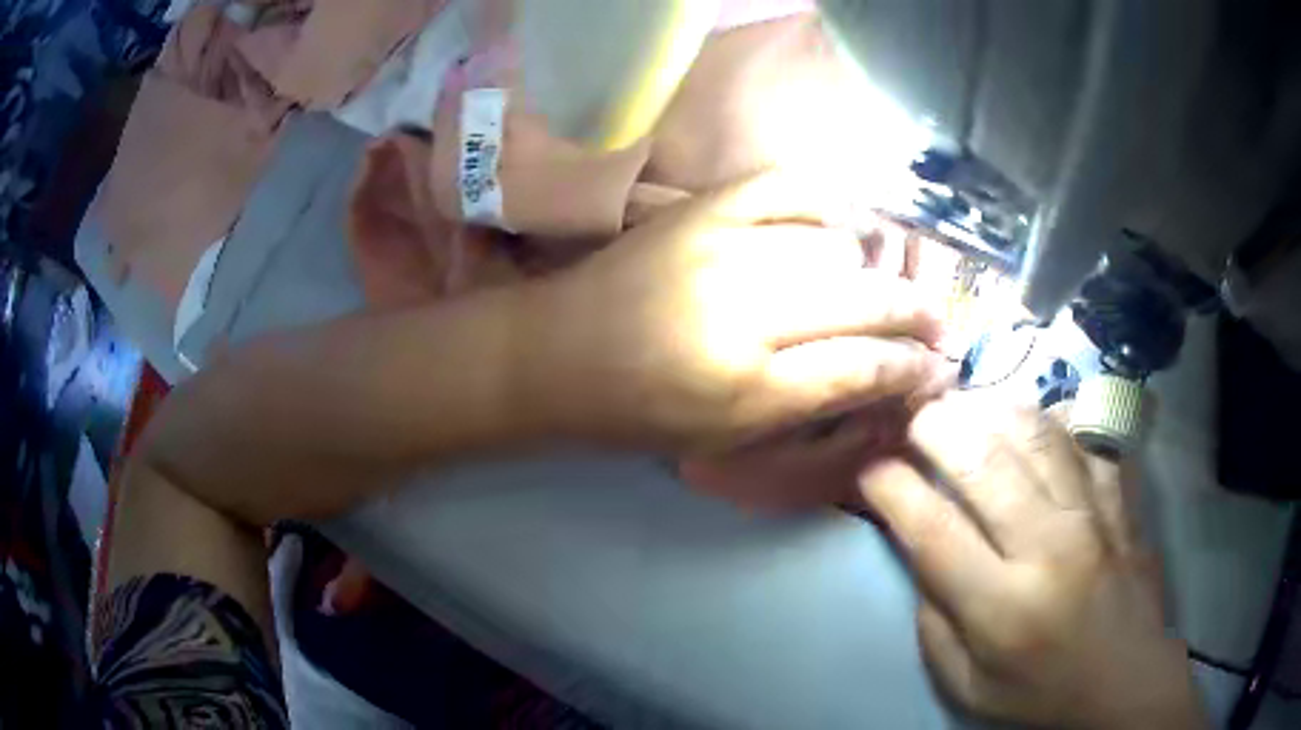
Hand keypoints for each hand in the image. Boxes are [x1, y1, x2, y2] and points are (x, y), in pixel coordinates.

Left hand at [518, 171, 951, 452]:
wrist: (556, 354)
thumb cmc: (637, 412)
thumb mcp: (727, 435)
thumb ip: (808, 404)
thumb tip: (882, 377)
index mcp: (747, 389)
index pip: (860, 368)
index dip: (910, 368)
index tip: (938, 367)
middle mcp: (743, 312)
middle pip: (861, 302)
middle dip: (915, 313)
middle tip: (941, 322)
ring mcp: (722, 247)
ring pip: (836, 246)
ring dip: (879, 265)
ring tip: (895, 281)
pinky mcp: (700, 208)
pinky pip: (786, 187)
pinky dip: (827, 201)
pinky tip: (848, 222)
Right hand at [858, 395, 1206, 729]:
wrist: (1125, 681)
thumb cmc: (1041, 693)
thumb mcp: (967, 684)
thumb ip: (933, 622)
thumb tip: (919, 554)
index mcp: (1002, 606)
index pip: (932, 528)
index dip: (890, 488)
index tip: (870, 470)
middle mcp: (1049, 547)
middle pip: (983, 460)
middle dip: (935, 426)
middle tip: (912, 421)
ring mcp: (1094, 514)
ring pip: (1035, 432)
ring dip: (989, 409)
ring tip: (965, 408)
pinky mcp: (1121, 499)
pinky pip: (1084, 438)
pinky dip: (1051, 420)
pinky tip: (1030, 422)